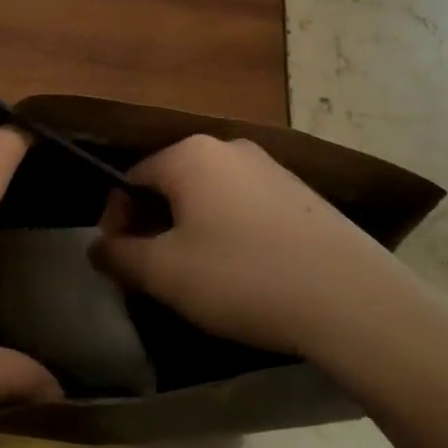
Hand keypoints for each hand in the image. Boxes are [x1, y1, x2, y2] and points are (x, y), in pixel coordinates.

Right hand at [93, 134, 413, 360]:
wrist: (351, 299)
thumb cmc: (242, 277)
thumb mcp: (165, 272)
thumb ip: (119, 255)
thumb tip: (97, 247)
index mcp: (190, 155)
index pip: (131, 178)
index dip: (116, 219)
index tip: (118, 260)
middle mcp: (229, 147)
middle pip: (171, 184)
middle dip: (153, 225)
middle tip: (154, 273)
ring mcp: (271, 168)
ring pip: (209, 196)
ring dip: (190, 229)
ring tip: (197, 277)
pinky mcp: (302, 195)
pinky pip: (245, 206)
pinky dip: (229, 232)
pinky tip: (243, 272)